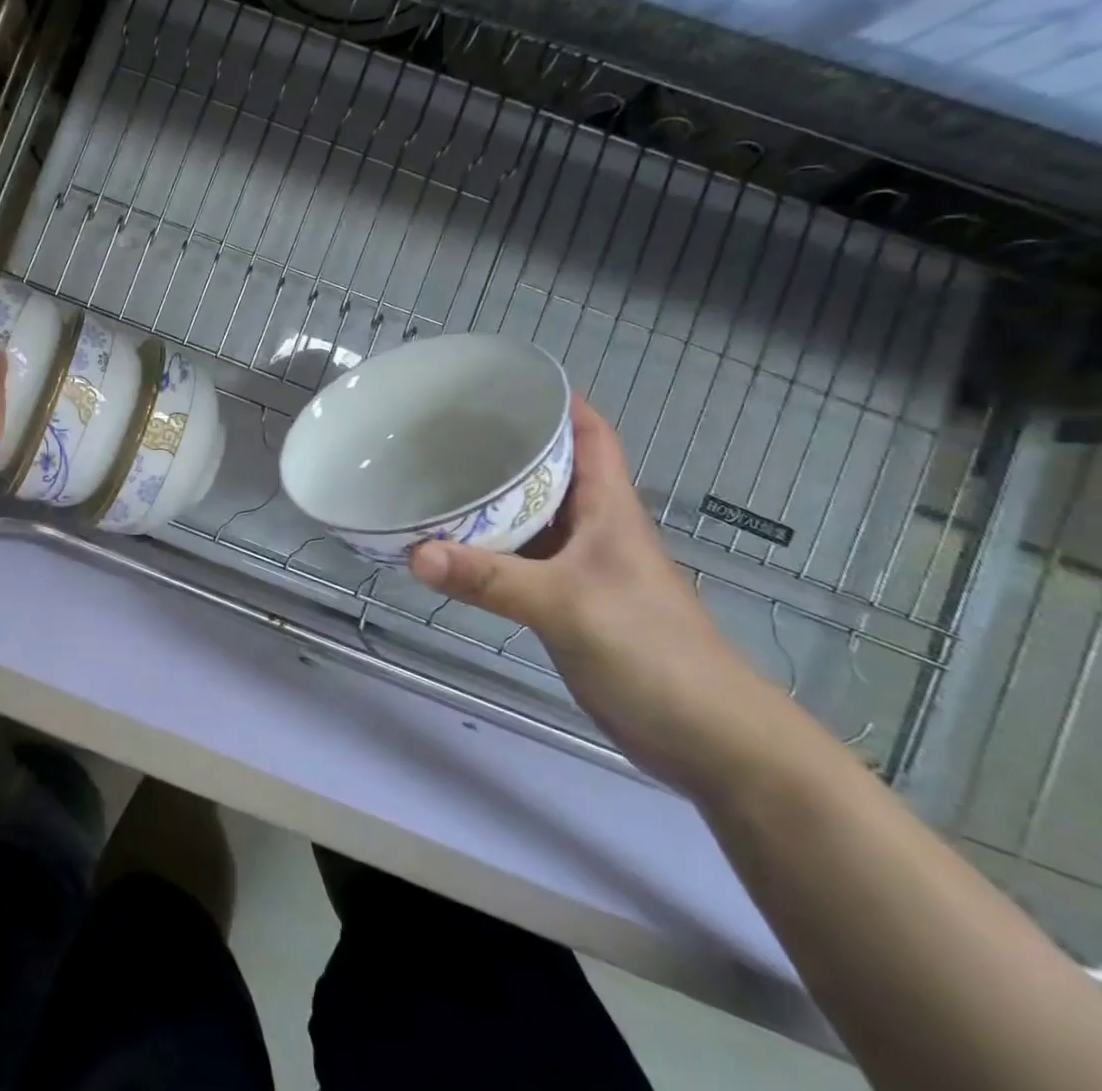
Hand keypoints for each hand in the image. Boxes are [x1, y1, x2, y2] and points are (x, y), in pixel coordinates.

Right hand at [409, 396, 795, 793]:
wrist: (709, 739)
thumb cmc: (652, 651)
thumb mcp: (566, 606)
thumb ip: (489, 579)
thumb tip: (413, 553)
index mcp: (608, 508)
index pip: (589, 433)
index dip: (555, 401)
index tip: (499, 383)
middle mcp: (593, 528)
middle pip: (548, 470)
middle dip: (503, 445)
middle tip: (440, 430)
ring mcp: (580, 568)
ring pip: (528, 518)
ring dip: (488, 501)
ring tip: (431, 479)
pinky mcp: (566, 603)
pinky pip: (517, 561)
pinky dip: (485, 550)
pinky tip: (448, 548)